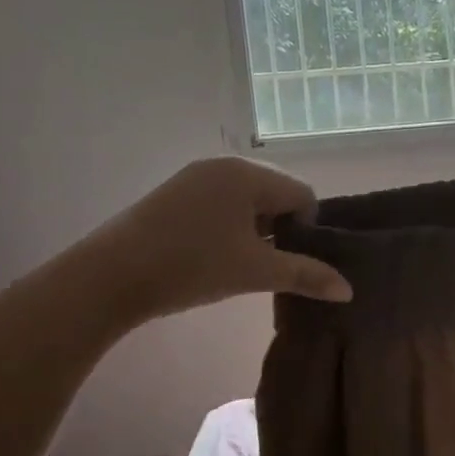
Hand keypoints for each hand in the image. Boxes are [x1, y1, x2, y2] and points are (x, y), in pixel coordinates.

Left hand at [83, 157, 353, 323]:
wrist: (105, 279)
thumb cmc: (190, 267)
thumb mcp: (254, 272)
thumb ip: (305, 275)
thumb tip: (349, 290)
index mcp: (249, 174)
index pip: (302, 195)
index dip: (306, 230)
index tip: (291, 262)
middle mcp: (224, 165)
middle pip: (275, 194)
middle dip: (280, 229)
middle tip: (268, 265)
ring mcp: (194, 176)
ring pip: (246, 200)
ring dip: (254, 230)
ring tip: (240, 264)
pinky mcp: (172, 193)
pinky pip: (219, 202)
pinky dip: (228, 226)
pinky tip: (213, 256)